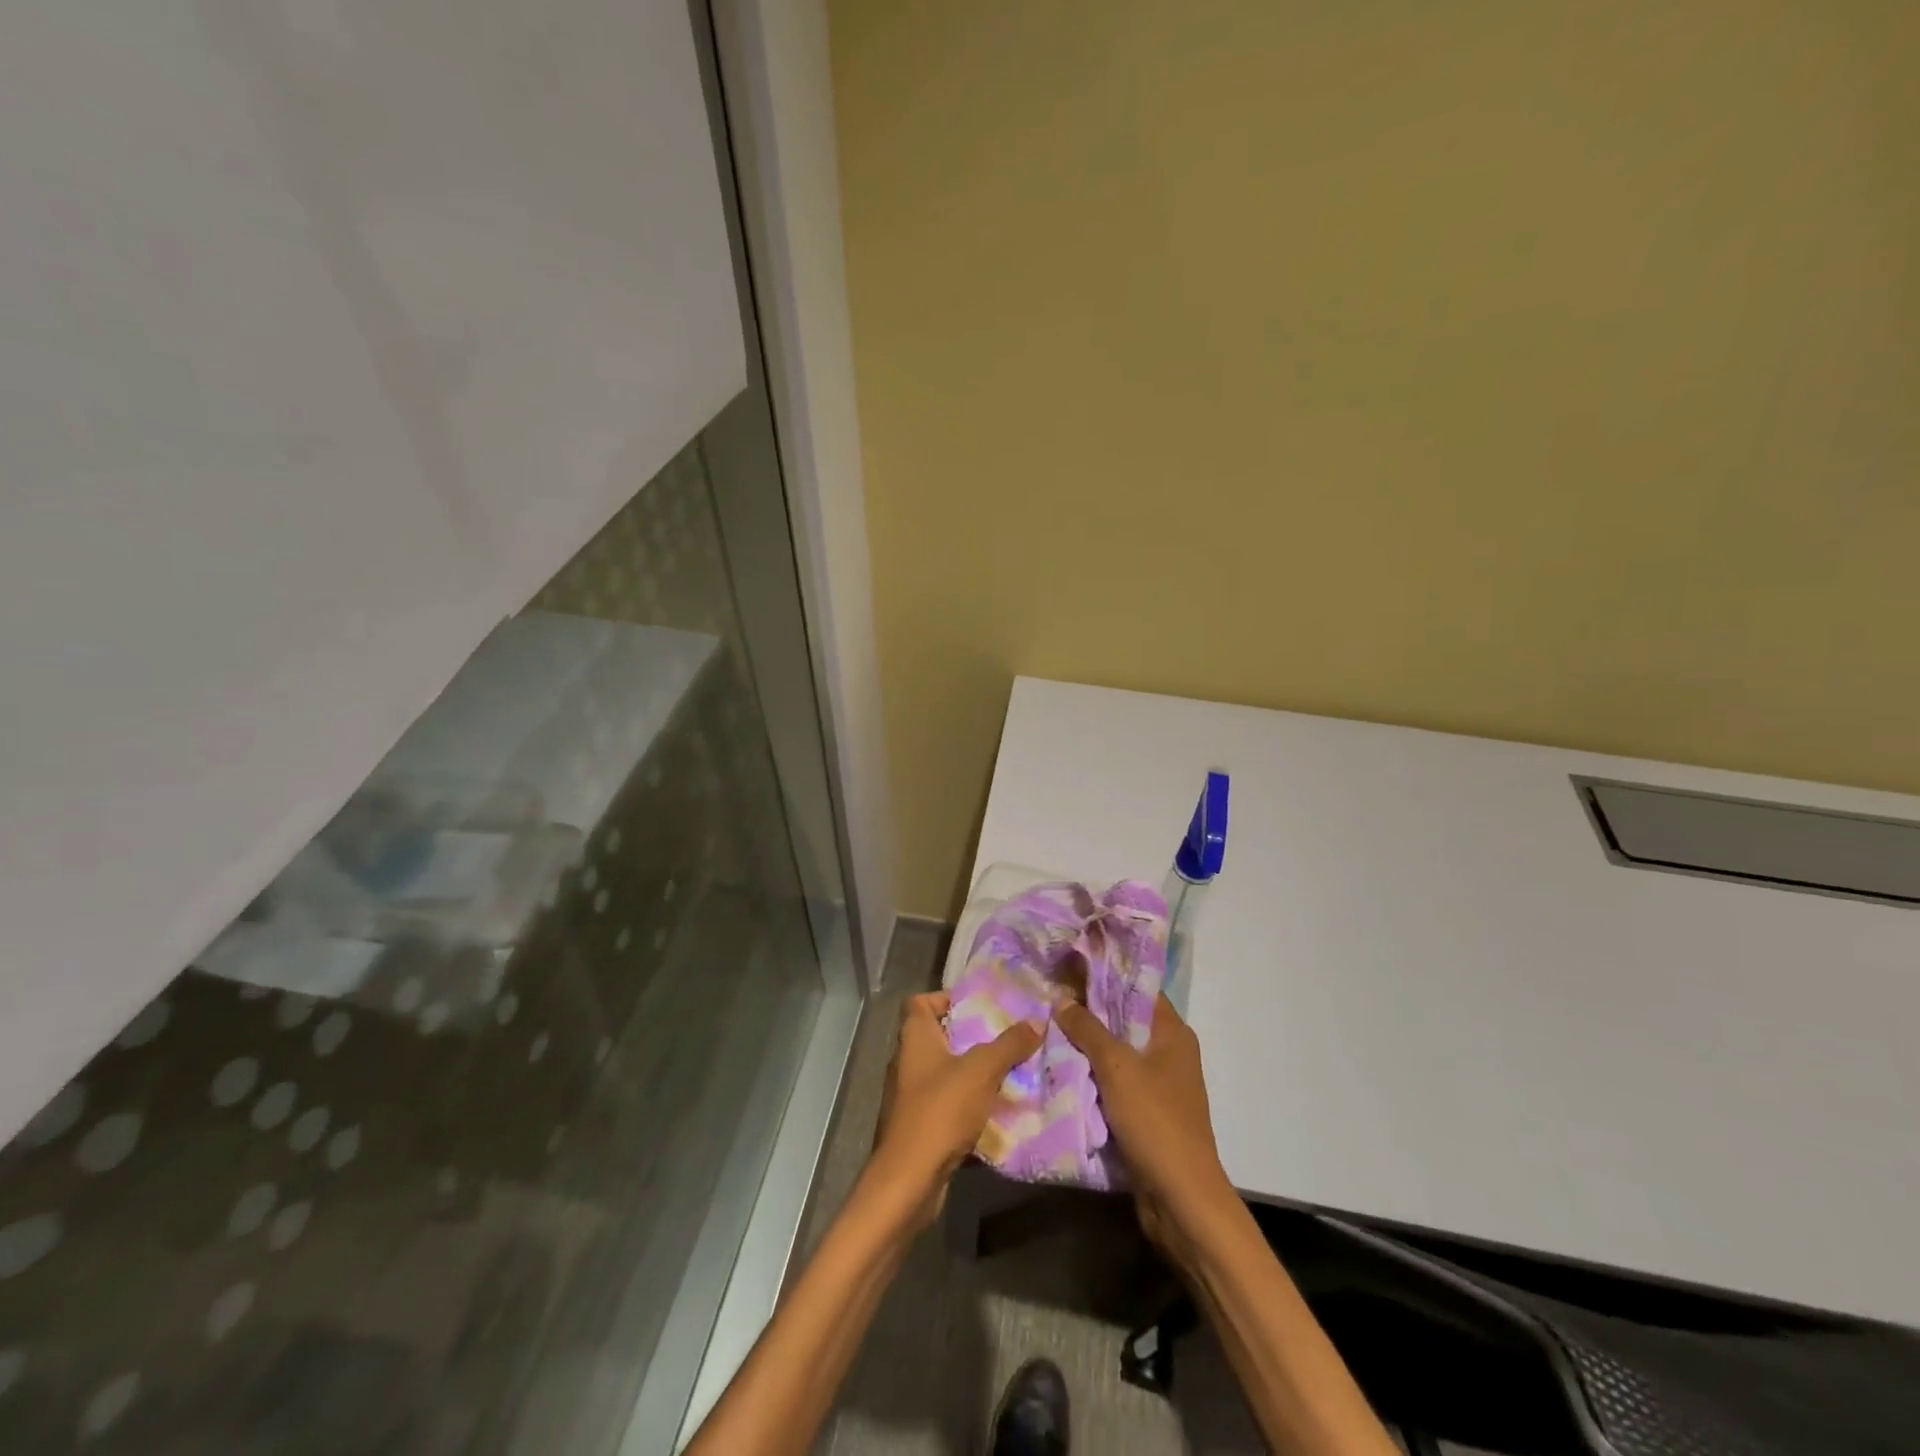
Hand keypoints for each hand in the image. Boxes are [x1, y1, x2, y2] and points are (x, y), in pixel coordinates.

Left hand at [868, 992, 1042, 1228]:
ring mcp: (909, 1096)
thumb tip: (1037, 1022)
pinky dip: (967, 1107)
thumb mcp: (982, 1071)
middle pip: (937, 1038)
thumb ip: (1009, 1044)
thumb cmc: (940, 1110)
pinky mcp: (917, 1127)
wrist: (909, 1179)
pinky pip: (946, 1106)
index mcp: (914, 1038)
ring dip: (972, 1075)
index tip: (977, 1007)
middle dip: (970, 1038)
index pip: (920, 1002)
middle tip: (1003, 1039)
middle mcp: (906, 1061)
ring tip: (1007, 1073)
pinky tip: (995, 1113)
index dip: (945, 999)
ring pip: (944, 1074)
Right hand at [1056, 994, 1234, 1267]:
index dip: (1105, 974)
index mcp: (1172, 1033)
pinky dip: (1091, 1075)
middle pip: (1124, 1019)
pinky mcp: (1146, 1113)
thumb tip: (1061, 998)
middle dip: (1089, 1010)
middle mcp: (1168, 1053)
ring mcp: (1158, 1085)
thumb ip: (1088, 1029)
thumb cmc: (1155, 1121)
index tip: (1069, 963)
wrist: (1181, 1199)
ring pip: (1116, 1053)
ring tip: (1047, 1025)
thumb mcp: (1117, 1067)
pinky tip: (1060, 1066)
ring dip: (1087, 1044)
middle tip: (1049, 994)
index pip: (1138, 988)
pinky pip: (1114, 1082)